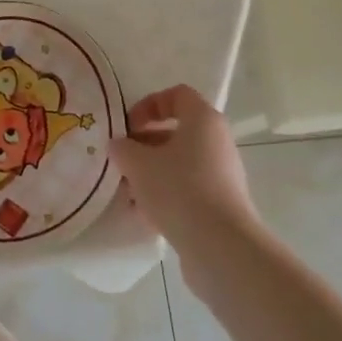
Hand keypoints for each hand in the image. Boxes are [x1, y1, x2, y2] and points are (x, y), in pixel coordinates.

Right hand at [109, 85, 258, 251]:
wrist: (220, 246)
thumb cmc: (178, 189)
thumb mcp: (137, 163)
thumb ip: (122, 148)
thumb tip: (119, 145)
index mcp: (203, 119)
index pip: (176, 95)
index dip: (148, 104)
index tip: (128, 126)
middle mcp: (217, 141)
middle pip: (176, 131)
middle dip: (144, 144)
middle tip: (122, 160)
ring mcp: (222, 174)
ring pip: (180, 163)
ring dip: (152, 172)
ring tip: (128, 192)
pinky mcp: (221, 203)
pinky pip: (188, 189)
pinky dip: (166, 195)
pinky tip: (145, 214)